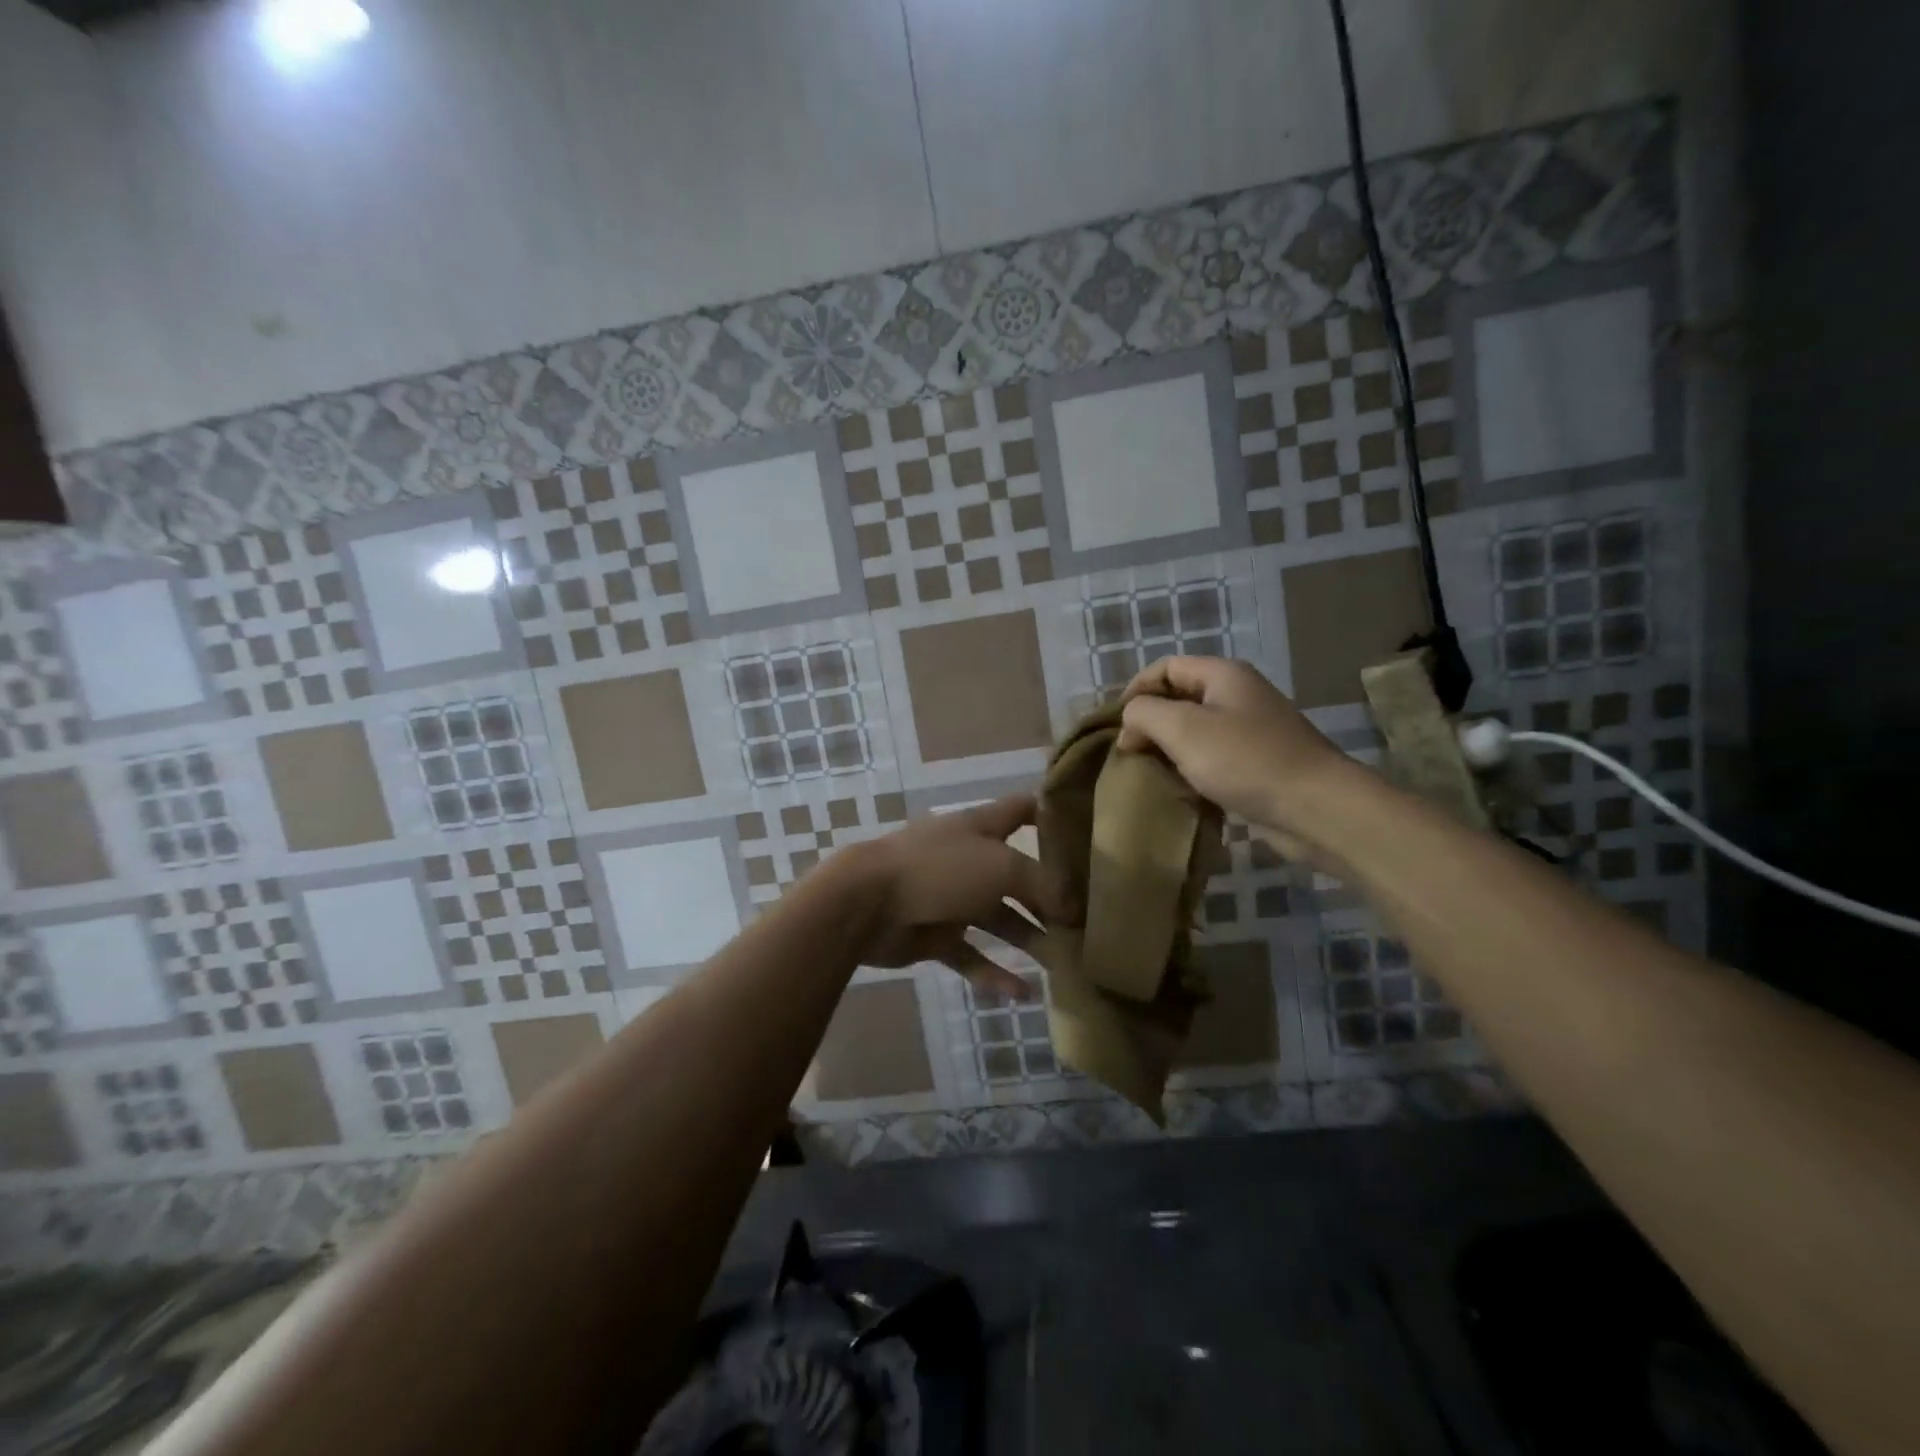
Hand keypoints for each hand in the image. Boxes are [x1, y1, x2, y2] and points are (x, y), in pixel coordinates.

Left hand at [844, 794, 1072, 1001]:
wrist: (867, 902)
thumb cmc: (939, 869)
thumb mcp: (1001, 867)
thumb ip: (1043, 885)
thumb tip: (1073, 907)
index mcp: (981, 827)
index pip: (1022, 810)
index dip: (1051, 816)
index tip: (1085, 833)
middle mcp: (969, 858)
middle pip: (1017, 874)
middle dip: (1049, 896)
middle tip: (1086, 921)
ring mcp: (950, 897)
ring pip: (998, 918)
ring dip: (1029, 938)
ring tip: (1064, 962)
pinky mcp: (935, 934)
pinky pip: (970, 955)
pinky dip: (994, 973)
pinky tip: (1022, 994)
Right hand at [1115, 657, 1350, 840]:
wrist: (1315, 807)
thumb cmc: (1245, 760)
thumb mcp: (1182, 729)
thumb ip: (1144, 714)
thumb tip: (1130, 723)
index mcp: (1223, 675)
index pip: (1166, 667)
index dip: (1135, 689)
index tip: (1115, 725)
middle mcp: (1238, 696)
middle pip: (1179, 698)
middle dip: (1149, 722)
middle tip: (1128, 752)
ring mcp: (1250, 731)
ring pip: (1194, 731)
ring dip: (1168, 749)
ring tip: (1147, 772)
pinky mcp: (1257, 764)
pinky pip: (1212, 758)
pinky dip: (1190, 769)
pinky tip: (1179, 789)